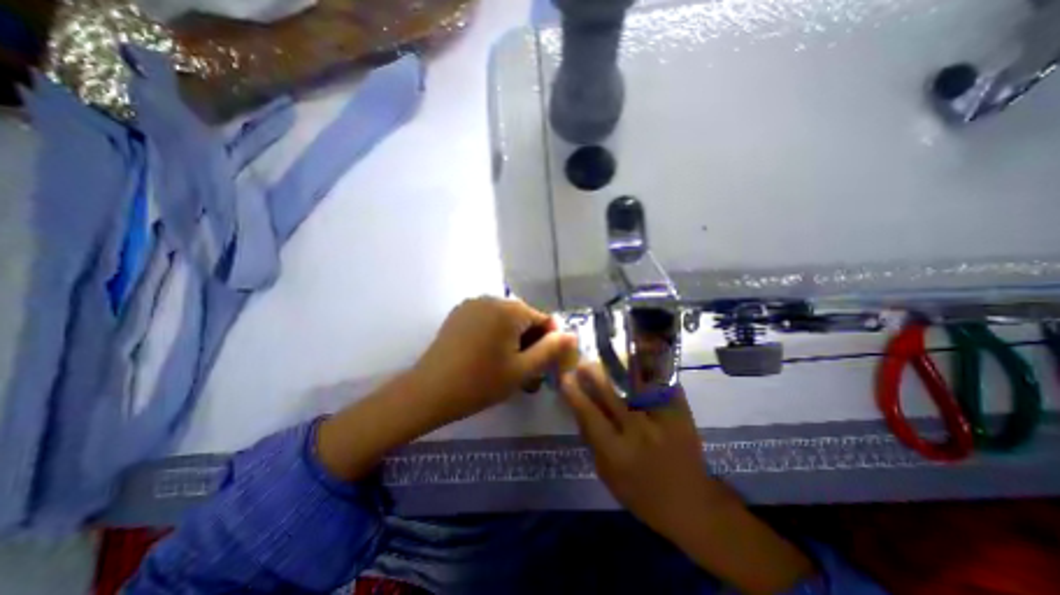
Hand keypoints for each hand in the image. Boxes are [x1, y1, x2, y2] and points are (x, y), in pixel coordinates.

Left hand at [415, 296, 579, 426]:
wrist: (429, 391)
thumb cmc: (481, 382)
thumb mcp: (523, 370)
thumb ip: (551, 350)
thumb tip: (573, 334)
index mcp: (510, 309)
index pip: (543, 320)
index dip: (548, 343)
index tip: (543, 366)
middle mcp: (491, 298)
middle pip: (523, 318)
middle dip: (530, 342)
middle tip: (526, 372)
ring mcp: (472, 304)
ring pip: (506, 320)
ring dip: (513, 340)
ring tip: (508, 367)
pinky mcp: (459, 313)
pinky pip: (488, 320)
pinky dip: (495, 335)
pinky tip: (488, 356)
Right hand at [558, 363, 723, 539]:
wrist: (691, 503)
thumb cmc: (640, 493)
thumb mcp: (607, 473)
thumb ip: (591, 438)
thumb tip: (578, 405)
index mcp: (616, 452)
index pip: (589, 414)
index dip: (574, 393)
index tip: (565, 377)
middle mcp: (638, 432)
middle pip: (610, 393)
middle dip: (594, 373)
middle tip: (584, 361)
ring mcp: (662, 420)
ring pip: (636, 382)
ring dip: (620, 366)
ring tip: (611, 353)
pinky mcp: (681, 412)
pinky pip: (660, 383)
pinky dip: (649, 369)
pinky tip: (641, 357)